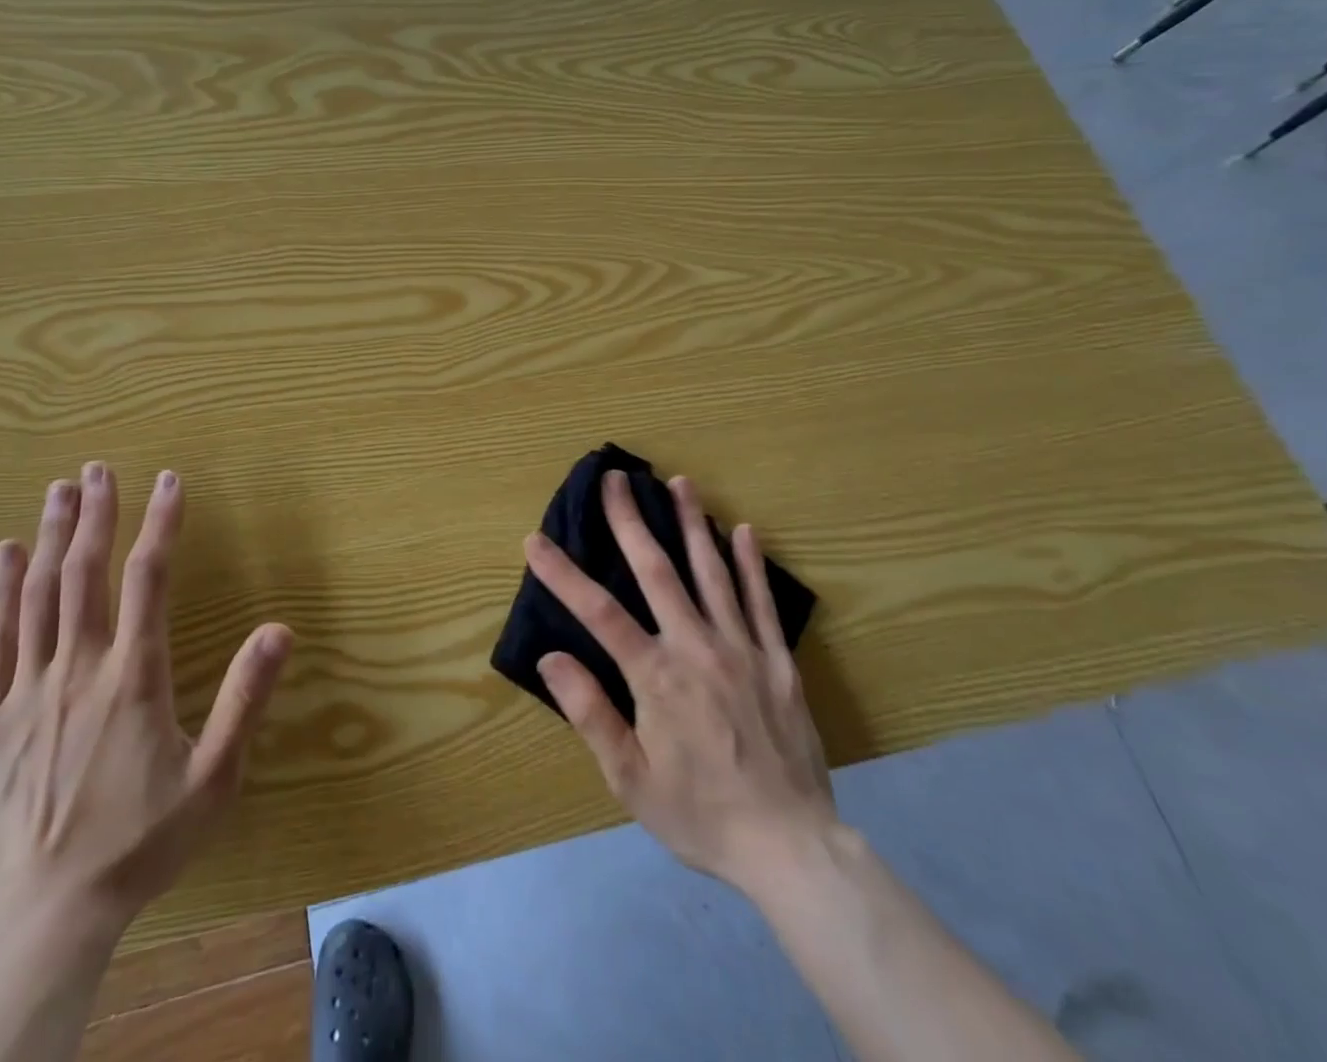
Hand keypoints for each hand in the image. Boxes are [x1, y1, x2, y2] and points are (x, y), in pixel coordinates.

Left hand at [0, 463, 293, 952]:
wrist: (45, 915)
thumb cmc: (140, 842)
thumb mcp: (214, 778)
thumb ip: (247, 698)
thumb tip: (280, 630)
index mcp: (132, 678)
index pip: (148, 580)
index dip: (161, 524)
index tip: (169, 481)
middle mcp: (78, 669)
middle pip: (85, 573)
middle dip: (96, 514)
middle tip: (100, 468)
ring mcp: (27, 691)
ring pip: (39, 595)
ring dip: (51, 537)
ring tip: (60, 491)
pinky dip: (1, 591)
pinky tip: (6, 555)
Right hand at [527, 469, 834, 891]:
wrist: (791, 848)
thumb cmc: (699, 814)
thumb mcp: (630, 779)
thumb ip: (590, 713)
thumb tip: (550, 658)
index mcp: (656, 677)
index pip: (599, 612)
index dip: (563, 573)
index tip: (535, 539)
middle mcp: (697, 648)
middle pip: (658, 571)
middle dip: (632, 521)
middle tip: (617, 478)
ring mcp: (743, 649)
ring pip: (713, 573)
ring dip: (693, 524)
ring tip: (680, 483)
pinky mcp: (778, 662)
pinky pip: (761, 603)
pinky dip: (752, 564)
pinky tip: (745, 531)